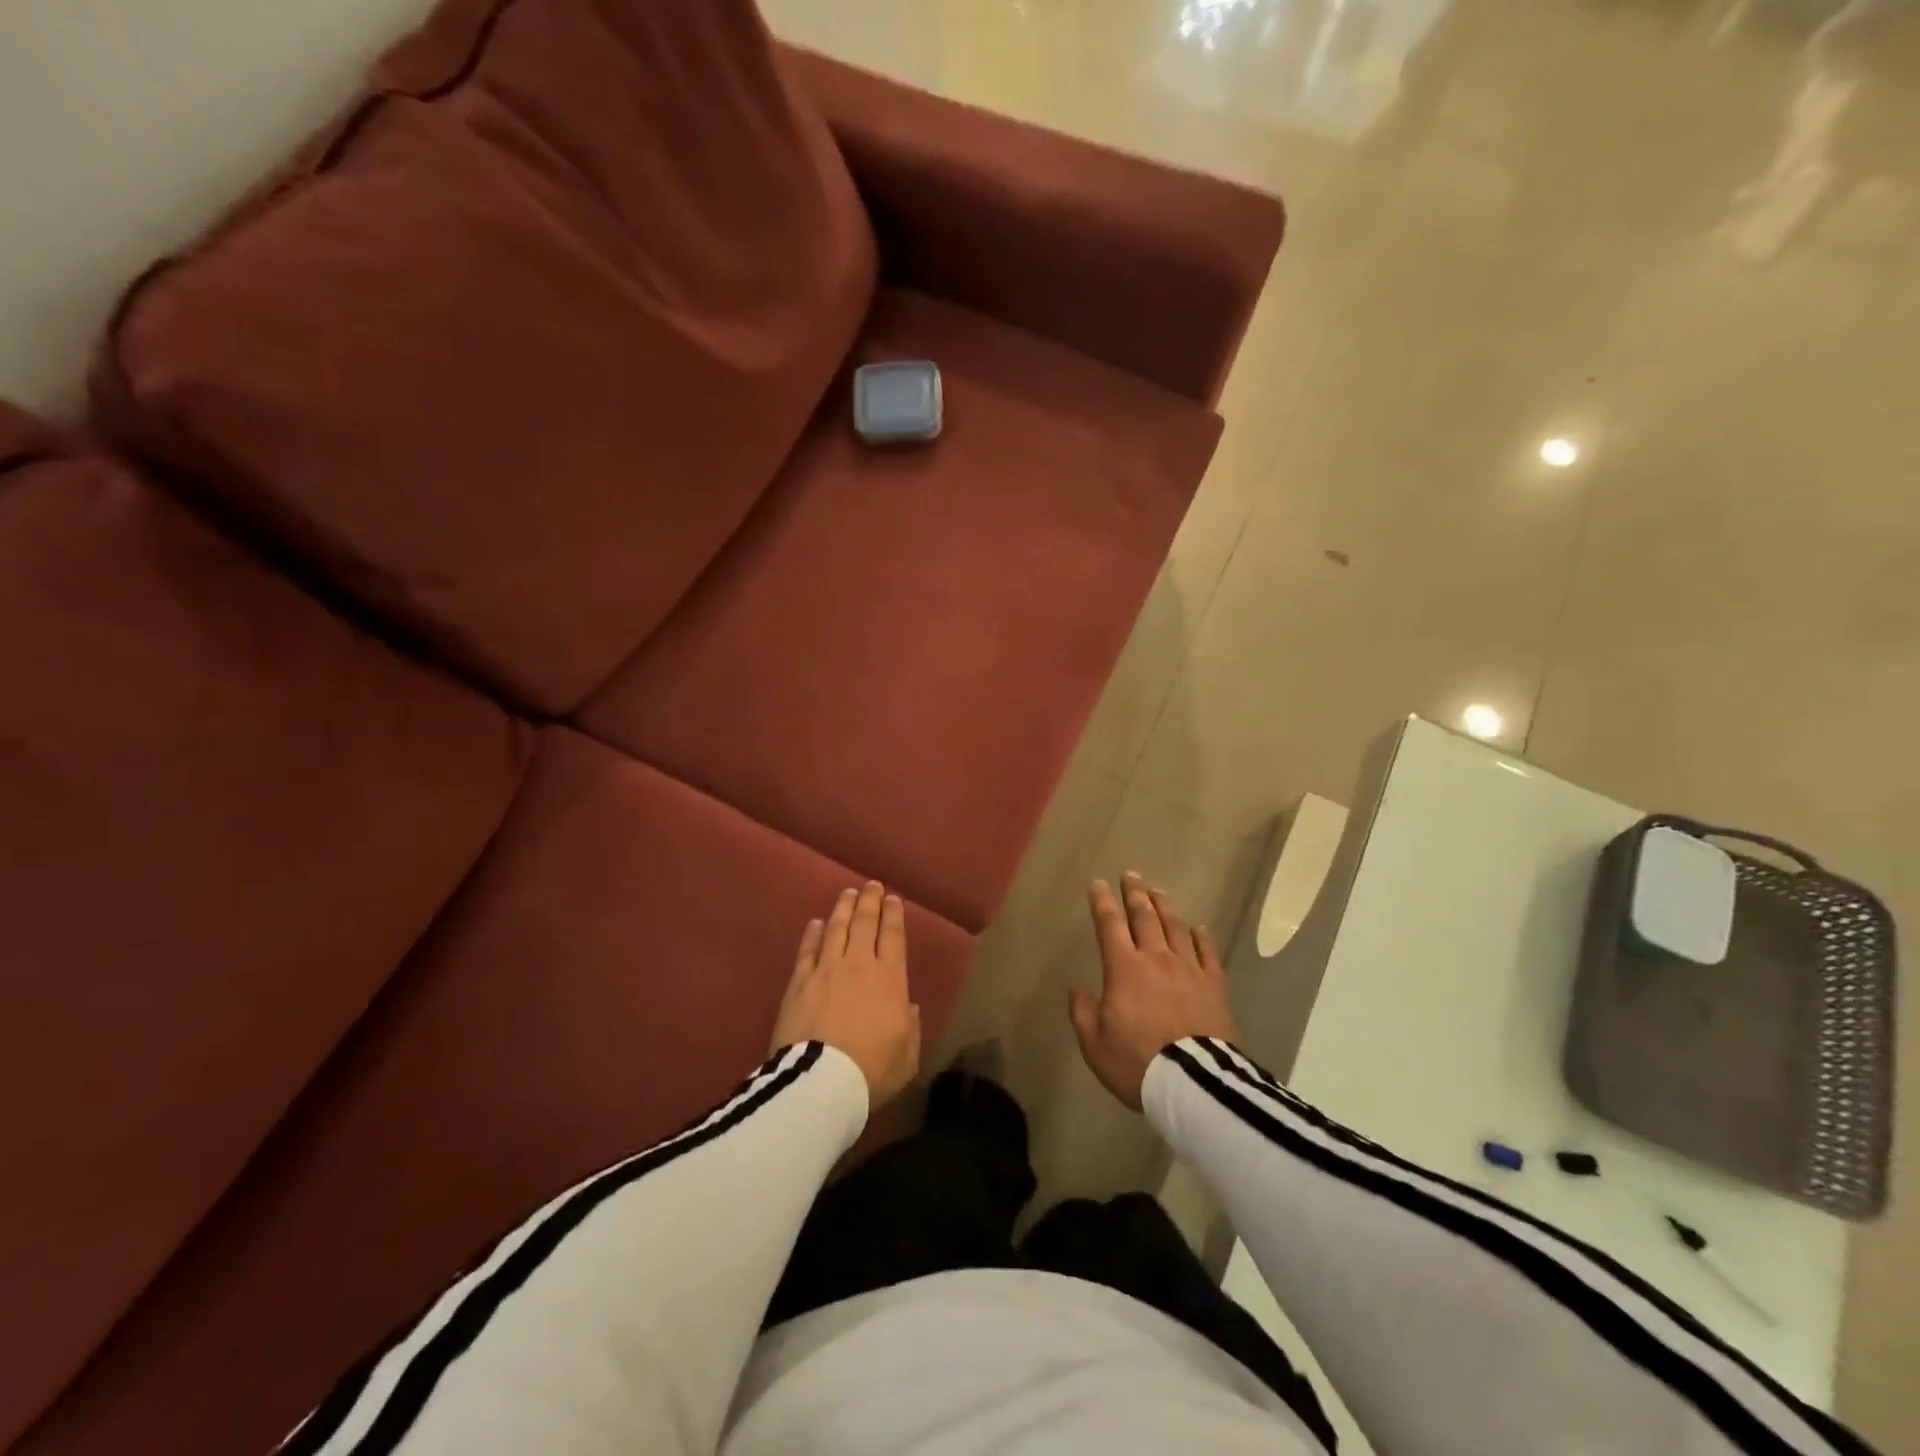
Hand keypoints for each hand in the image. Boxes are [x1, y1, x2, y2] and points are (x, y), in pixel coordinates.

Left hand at [772, 882, 920, 1108]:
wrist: (821, 1082)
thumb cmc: (872, 1070)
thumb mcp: (908, 1055)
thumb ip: (910, 1027)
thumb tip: (907, 1007)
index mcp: (890, 979)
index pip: (893, 936)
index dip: (893, 915)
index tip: (893, 899)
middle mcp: (859, 964)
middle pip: (865, 923)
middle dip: (870, 901)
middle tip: (871, 886)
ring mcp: (826, 969)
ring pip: (836, 928)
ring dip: (843, 908)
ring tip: (847, 893)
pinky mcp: (799, 982)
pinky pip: (807, 950)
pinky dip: (812, 933)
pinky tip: (815, 923)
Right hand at [1069, 873, 1241, 1110]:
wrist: (1194, 1084)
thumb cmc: (1137, 1063)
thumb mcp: (1095, 1044)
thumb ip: (1083, 1013)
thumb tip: (1078, 990)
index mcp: (1124, 969)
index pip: (1110, 925)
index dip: (1102, 903)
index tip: (1098, 885)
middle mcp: (1156, 959)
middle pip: (1145, 917)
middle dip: (1135, 894)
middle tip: (1131, 875)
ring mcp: (1189, 969)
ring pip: (1176, 927)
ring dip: (1165, 907)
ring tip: (1158, 892)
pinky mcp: (1215, 985)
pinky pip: (1207, 952)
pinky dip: (1201, 937)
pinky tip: (1198, 928)